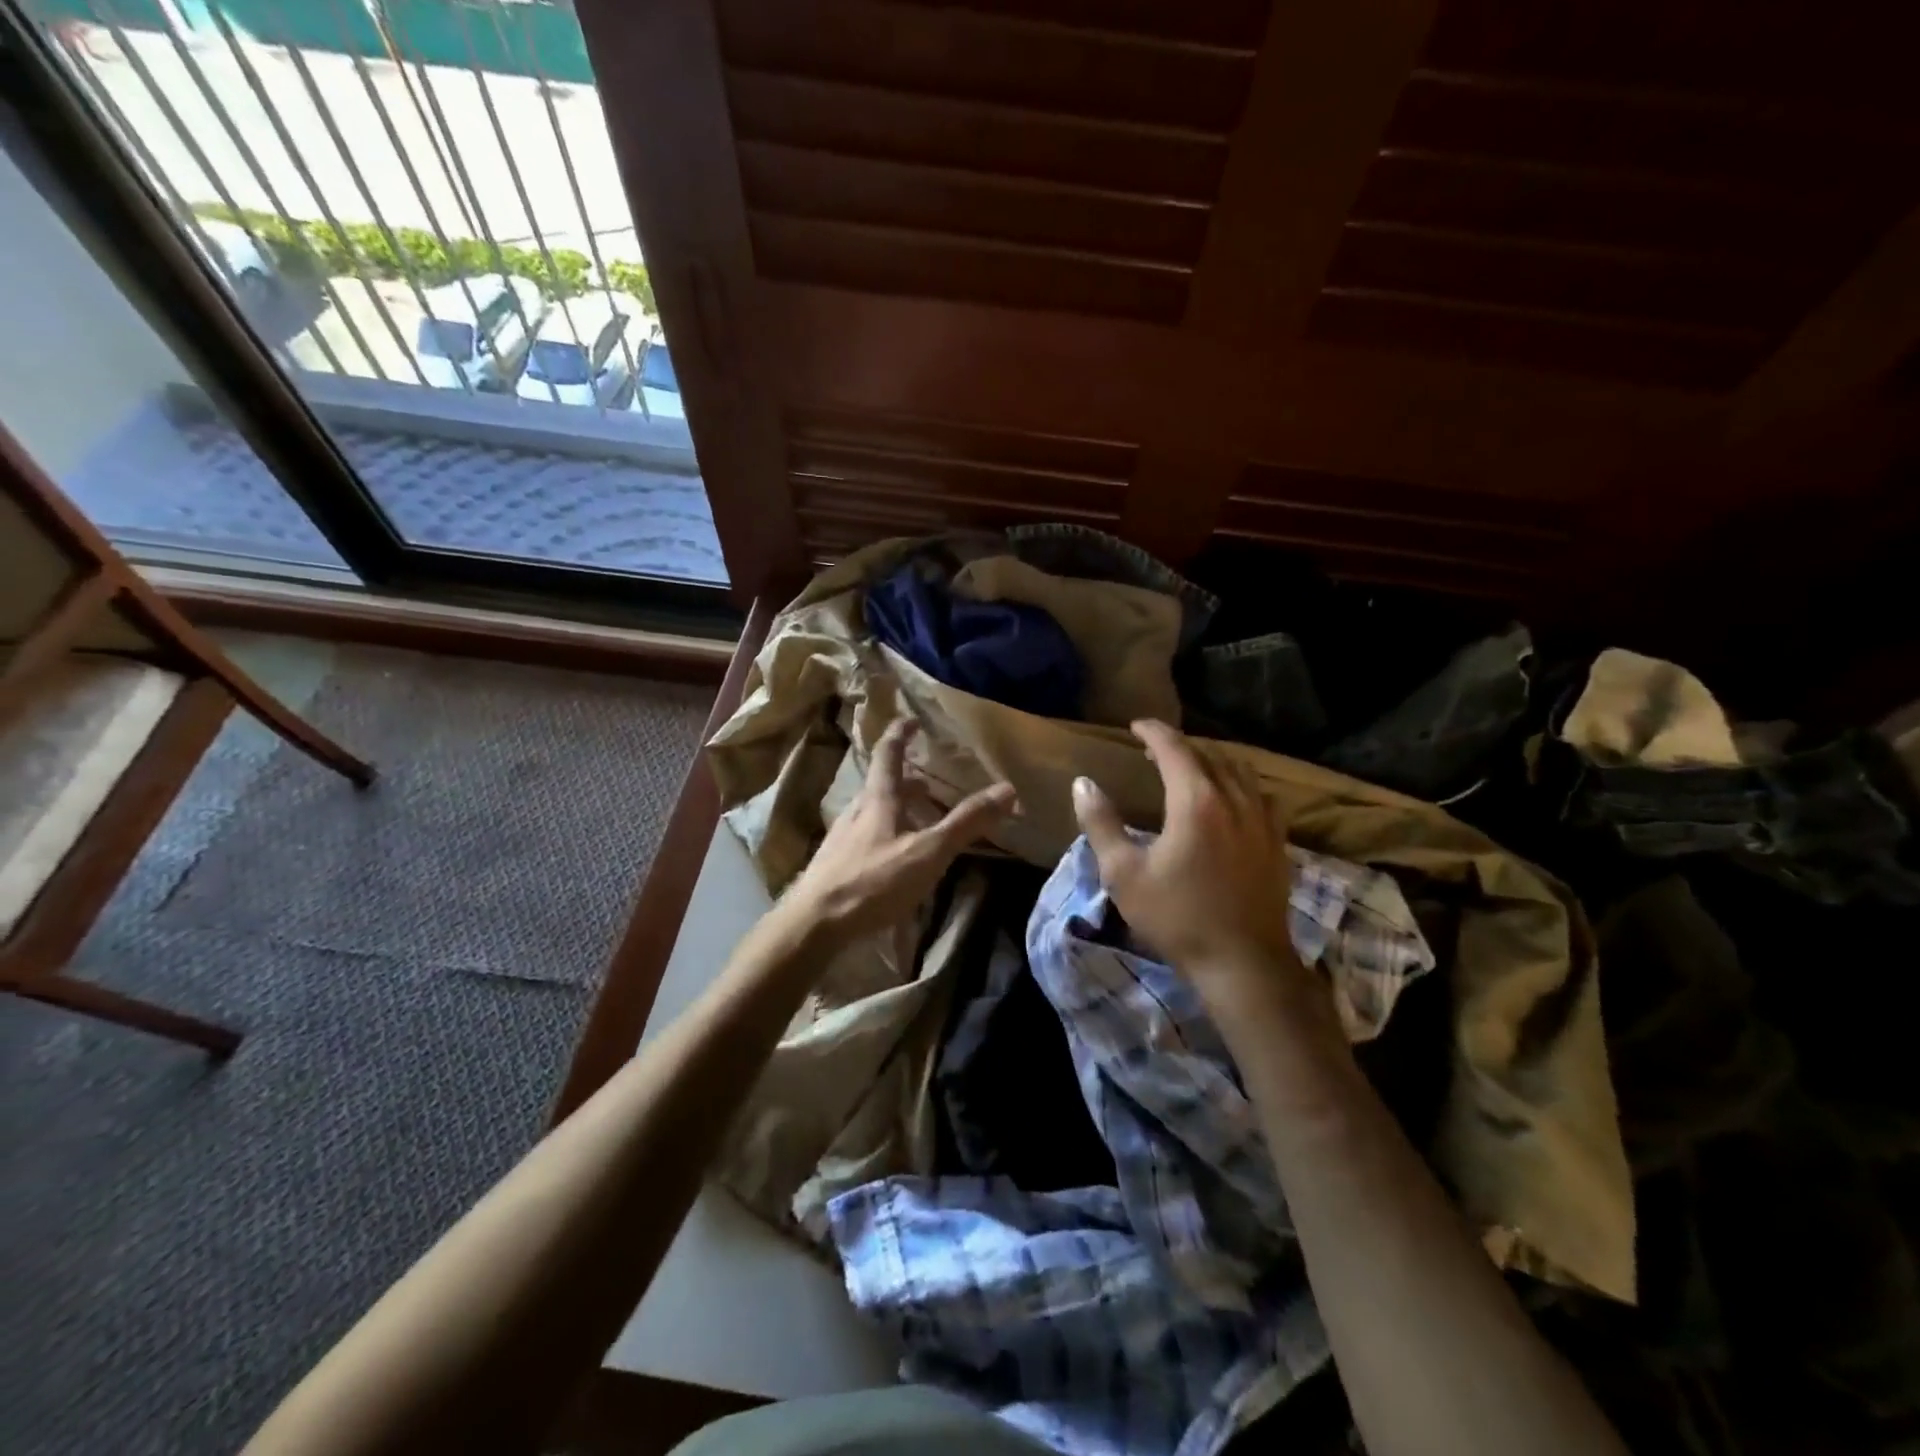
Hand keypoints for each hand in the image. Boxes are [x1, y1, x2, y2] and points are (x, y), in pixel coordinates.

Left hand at [778, 719, 1016, 944]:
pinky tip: (893, 860)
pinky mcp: (834, 865)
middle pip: (880, 785)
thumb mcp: (929, 852)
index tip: (911, 719)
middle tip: (927, 783)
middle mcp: (856, 811)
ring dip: (895, 810)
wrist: (814, 923)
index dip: (900, 733)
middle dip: (905, 780)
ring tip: (916, 822)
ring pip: (871, 813)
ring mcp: (841, 838)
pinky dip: (884, 836)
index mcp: (878, 799)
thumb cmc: (874, 881)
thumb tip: (1007, 788)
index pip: (888, 754)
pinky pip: (864, 838)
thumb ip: (967, 822)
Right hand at [1071, 719, 1299, 983]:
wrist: (1243, 963)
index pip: (1174, 748)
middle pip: (1208, 754)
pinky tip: (1231, 801)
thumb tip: (1082, 784)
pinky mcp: (1278, 841)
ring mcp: (1262, 820)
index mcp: (1196, 801)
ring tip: (1190, 770)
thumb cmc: (1177, 917)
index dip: (1153, 732)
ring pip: (1239, 771)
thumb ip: (1101, 823)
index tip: (1135, 726)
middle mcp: (1234, 799)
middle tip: (1152, 752)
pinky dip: (1240, 784)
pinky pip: (1261, 795)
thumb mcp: (1124, 873)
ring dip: (1211, 761)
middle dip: (1179, 746)